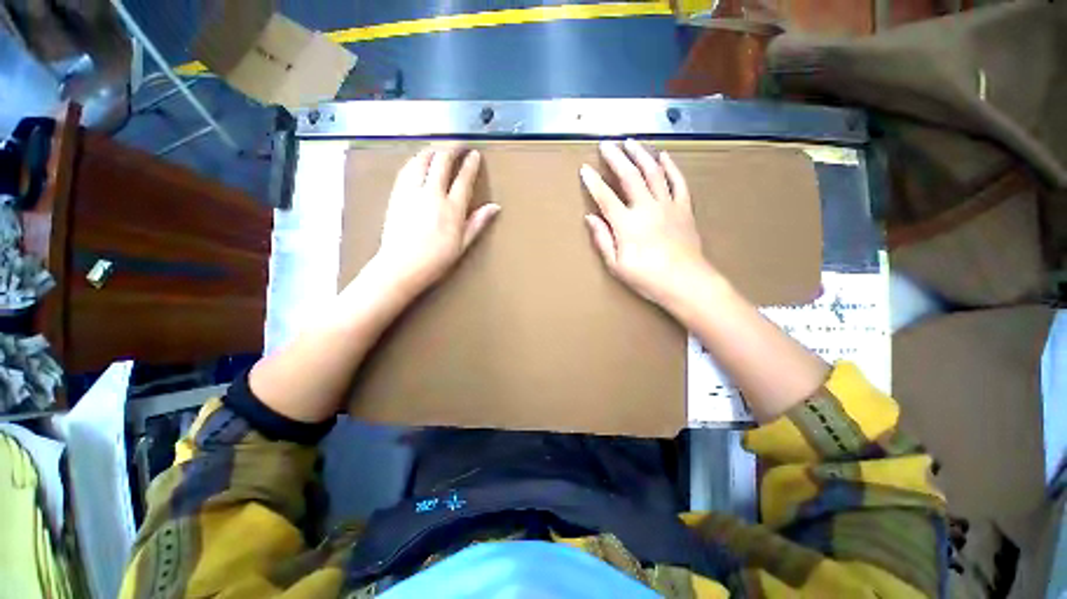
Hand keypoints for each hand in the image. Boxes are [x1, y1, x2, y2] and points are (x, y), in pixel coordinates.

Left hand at [371, 145, 499, 297]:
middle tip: (458, 145)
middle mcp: (432, 195)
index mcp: (452, 209)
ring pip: (423, 161)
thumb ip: (477, 223)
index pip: (464, 177)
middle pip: (443, 161)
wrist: (399, 268)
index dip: (471, 163)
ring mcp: (412, 193)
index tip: (474, 155)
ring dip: (432, 151)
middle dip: (452, 148)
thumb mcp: (461, 245)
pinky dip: (415, 161)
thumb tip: (494, 207)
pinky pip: (407, 170)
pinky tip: (418, 160)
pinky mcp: (397, 196)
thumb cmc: (432, 262)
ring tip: (439, 148)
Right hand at [581, 139, 712, 306]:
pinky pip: (678, 182)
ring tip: (631, 142)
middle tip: (606, 144)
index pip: (605, 196)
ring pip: (653, 172)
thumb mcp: (618, 266)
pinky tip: (664, 156)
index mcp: (627, 223)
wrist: (687, 282)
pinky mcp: (684, 208)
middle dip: (616, 157)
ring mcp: (667, 205)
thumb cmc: (650, 278)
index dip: (593, 181)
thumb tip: (591, 218)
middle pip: (629, 175)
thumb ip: (603, 240)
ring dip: (641, 155)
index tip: (584, 168)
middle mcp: (646, 207)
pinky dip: (671, 168)